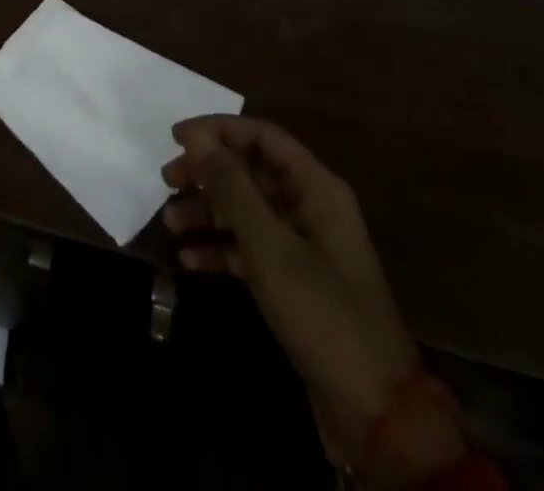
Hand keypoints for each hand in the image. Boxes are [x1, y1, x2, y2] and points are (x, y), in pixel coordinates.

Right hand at [163, 117, 460, 482]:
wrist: (375, 413)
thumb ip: (231, 186)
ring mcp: (304, 245)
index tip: (176, 139)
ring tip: (171, 225)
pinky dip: (222, 248)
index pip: (262, 136)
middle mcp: (311, 206)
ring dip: (208, 211)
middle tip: (167, 181)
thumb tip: (196, 136)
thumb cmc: (321, 313)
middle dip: (208, 172)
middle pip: (251, 170)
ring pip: (247, 209)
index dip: (218, 130)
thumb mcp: (269, 246)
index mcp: (316, 187)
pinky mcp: (296, 281)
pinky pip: (251, 247)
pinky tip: (190, 260)